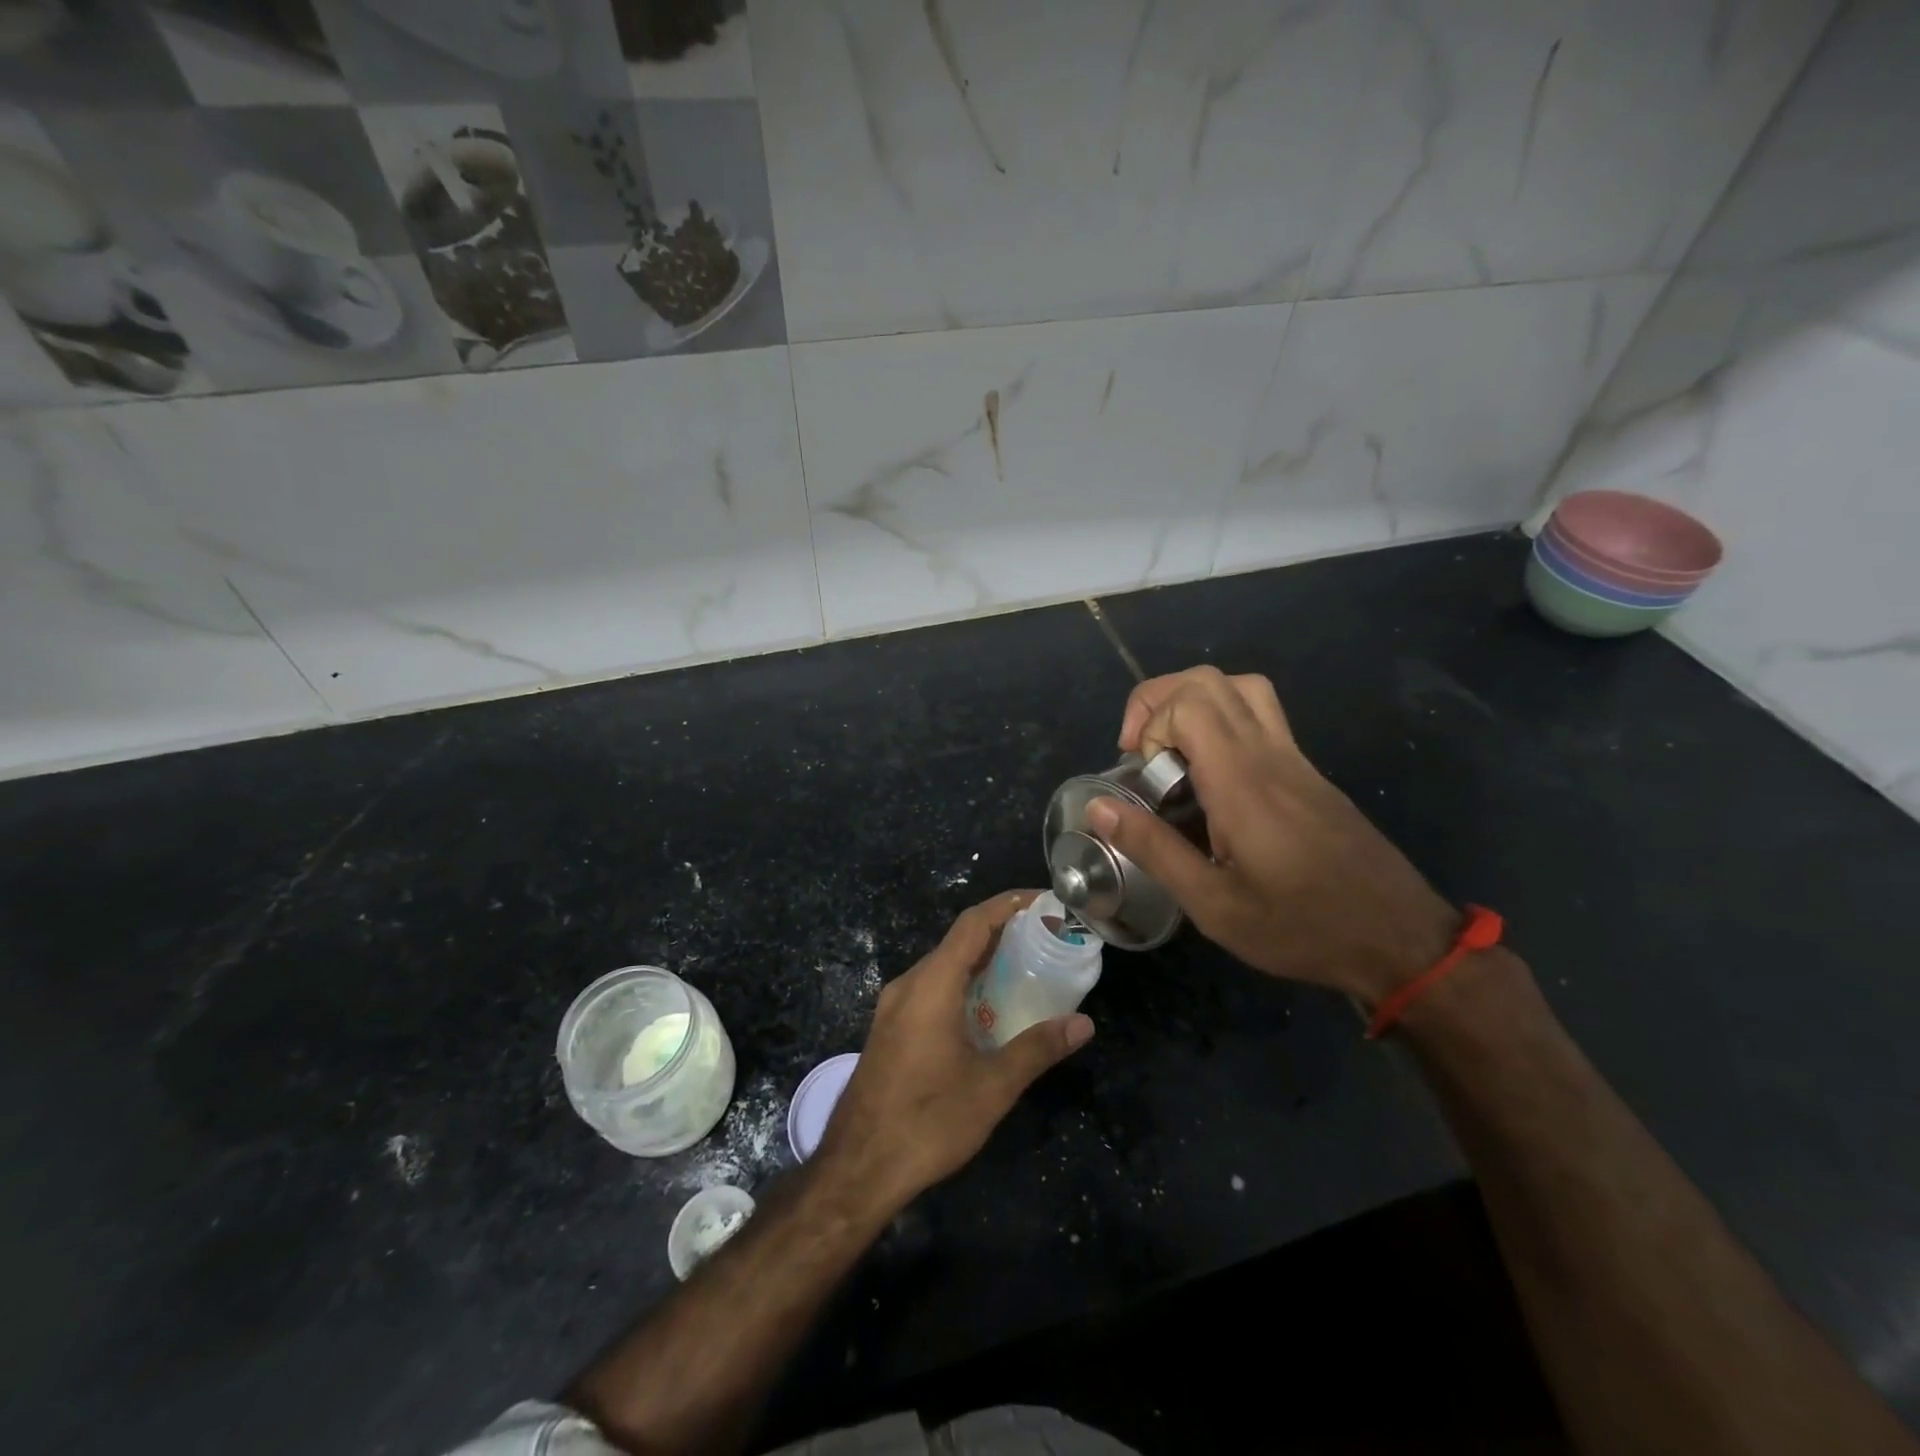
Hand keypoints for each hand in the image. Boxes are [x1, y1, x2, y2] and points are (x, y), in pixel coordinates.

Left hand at [817, 890, 1093, 1209]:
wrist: (857, 1169)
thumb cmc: (928, 1122)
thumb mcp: (992, 1088)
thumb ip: (1037, 1049)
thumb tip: (1083, 1023)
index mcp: (931, 985)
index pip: (972, 924)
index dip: (1007, 904)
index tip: (1041, 899)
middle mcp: (908, 985)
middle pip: (957, 941)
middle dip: (1000, 931)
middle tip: (1043, 935)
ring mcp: (893, 1007)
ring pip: (942, 966)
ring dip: (980, 959)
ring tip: (1023, 966)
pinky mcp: (889, 1029)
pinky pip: (931, 989)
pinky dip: (962, 983)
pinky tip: (986, 1009)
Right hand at [1085, 666, 1458, 1006]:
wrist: (1399, 938)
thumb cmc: (1302, 928)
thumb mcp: (1214, 905)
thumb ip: (1153, 849)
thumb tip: (1098, 808)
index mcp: (1242, 782)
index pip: (1190, 703)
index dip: (1151, 726)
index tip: (1142, 778)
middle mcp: (1269, 754)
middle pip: (1210, 680)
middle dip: (1159, 702)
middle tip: (1142, 754)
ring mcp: (1294, 758)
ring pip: (1240, 687)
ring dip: (1193, 703)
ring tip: (1173, 752)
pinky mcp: (1307, 771)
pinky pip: (1260, 714)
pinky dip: (1221, 720)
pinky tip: (1210, 776)